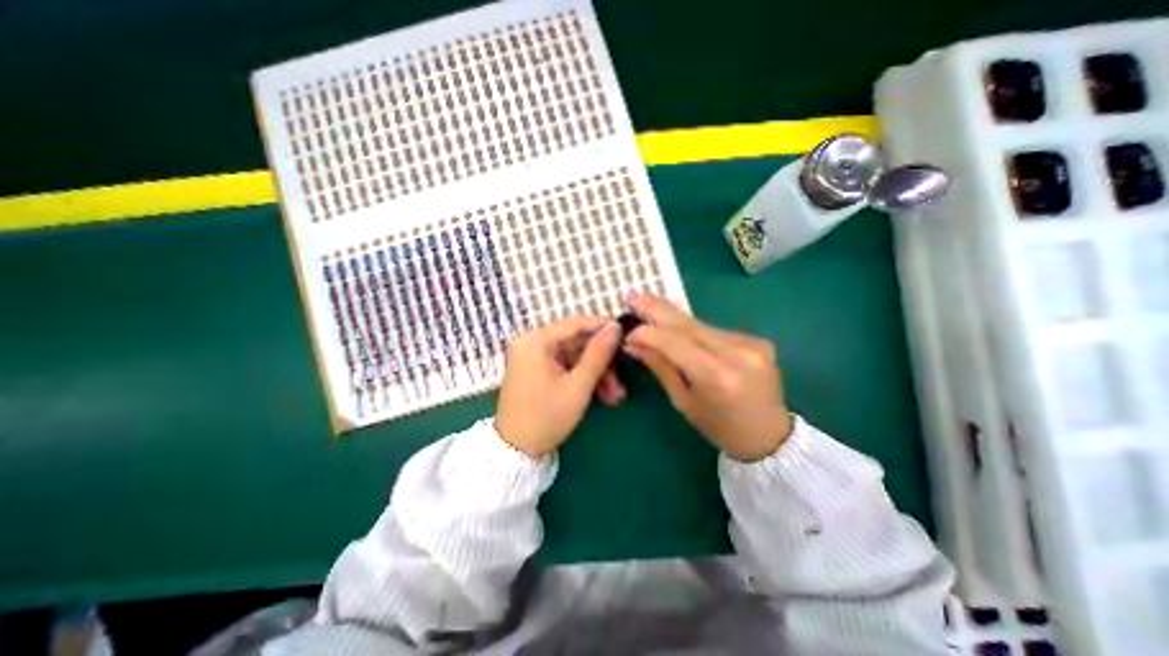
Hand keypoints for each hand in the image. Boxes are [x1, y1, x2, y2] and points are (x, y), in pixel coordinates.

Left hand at [493, 314, 625, 455]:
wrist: (516, 451)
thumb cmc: (547, 417)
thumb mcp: (578, 385)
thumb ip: (598, 353)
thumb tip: (615, 327)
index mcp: (536, 340)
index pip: (576, 323)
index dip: (603, 327)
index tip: (627, 333)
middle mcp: (532, 342)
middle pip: (576, 343)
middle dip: (602, 362)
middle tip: (622, 378)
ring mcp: (533, 357)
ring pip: (574, 357)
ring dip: (595, 374)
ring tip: (615, 396)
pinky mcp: (536, 370)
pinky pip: (565, 367)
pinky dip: (582, 378)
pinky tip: (601, 395)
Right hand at [621, 293, 794, 459]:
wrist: (769, 436)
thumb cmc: (719, 427)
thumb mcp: (683, 401)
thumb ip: (660, 366)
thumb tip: (634, 343)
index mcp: (717, 376)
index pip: (674, 342)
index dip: (648, 332)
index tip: (628, 330)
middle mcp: (738, 353)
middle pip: (688, 324)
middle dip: (657, 308)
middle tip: (633, 294)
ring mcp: (752, 343)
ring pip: (701, 325)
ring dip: (674, 320)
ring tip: (650, 309)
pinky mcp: (758, 340)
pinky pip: (715, 331)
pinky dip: (694, 330)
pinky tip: (681, 331)